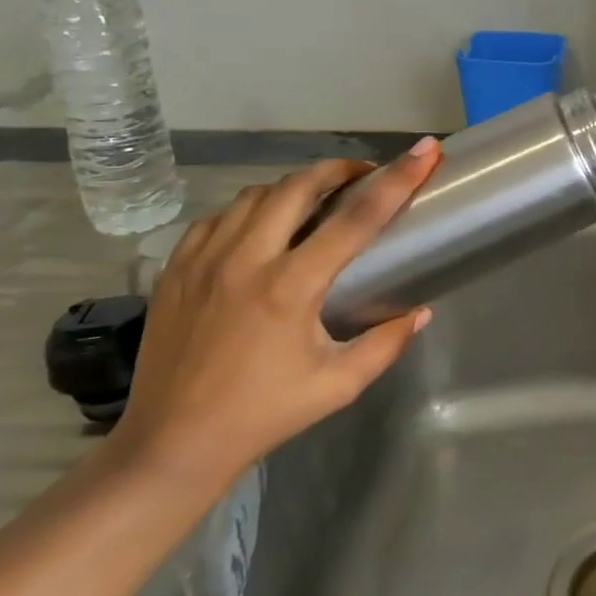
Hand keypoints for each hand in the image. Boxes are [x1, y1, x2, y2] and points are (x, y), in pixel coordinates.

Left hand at [108, 141, 440, 491]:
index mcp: (291, 287)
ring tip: (315, 200)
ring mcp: (203, 259)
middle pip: (300, 185)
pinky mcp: (175, 268)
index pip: (357, 217)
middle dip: (339, 169)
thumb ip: (385, 345)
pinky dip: (249, 210)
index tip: (424, 151)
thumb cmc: (263, 415)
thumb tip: (420, 312)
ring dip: (294, 188)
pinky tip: (260, 228)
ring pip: (256, 194)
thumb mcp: (337, 385)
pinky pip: (218, 217)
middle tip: (363, 176)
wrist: (171, 445)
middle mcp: (246, 259)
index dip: (397, 179)